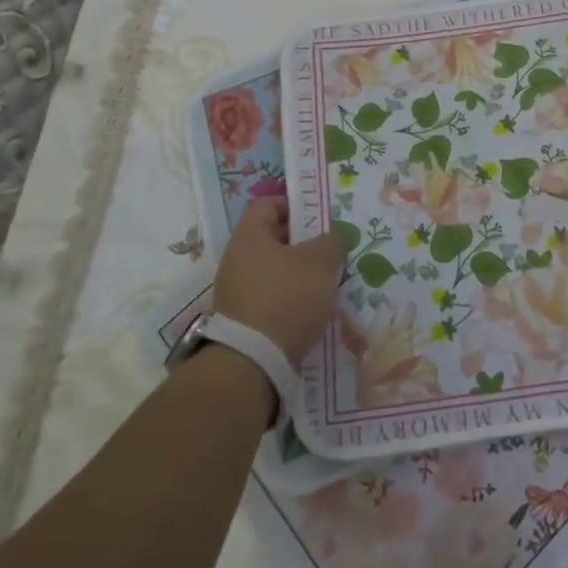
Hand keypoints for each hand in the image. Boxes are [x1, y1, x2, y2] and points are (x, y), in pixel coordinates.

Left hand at [211, 198, 342, 367]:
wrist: (253, 363)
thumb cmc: (287, 297)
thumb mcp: (321, 262)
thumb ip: (331, 242)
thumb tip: (331, 239)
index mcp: (249, 237)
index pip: (267, 205)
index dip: (294, 205)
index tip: (319, 218)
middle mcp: (236, 261)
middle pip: (272, 239)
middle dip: (303, 243)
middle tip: (330, 252)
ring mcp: (236, 293)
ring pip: (274, 271)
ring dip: (299, 274)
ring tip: (326, 284)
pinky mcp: (242, 321)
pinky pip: (270, 298)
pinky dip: (290, 300)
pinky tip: (312, 311)